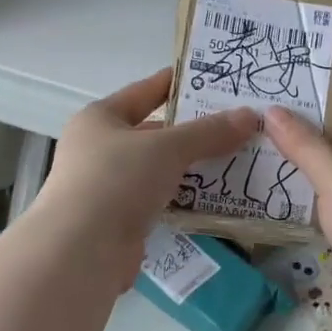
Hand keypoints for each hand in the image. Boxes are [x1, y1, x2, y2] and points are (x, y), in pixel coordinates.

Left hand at [37, 69, 256, 286]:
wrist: (81, 251)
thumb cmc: (117, 181)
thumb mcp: (166, 148)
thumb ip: (208, 132)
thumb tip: (249, 115)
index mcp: (100, 119)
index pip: (144, 92)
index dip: (176, 83)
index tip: (211, 78)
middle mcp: (100, 149)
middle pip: (154, 134)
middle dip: (194, 132)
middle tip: (237, 126)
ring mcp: (108, 187)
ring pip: (159, 171)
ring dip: (192, 168)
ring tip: (236, 161)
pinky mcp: (120, 221)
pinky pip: (160, 202)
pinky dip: (184, 200)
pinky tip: (216, 199)